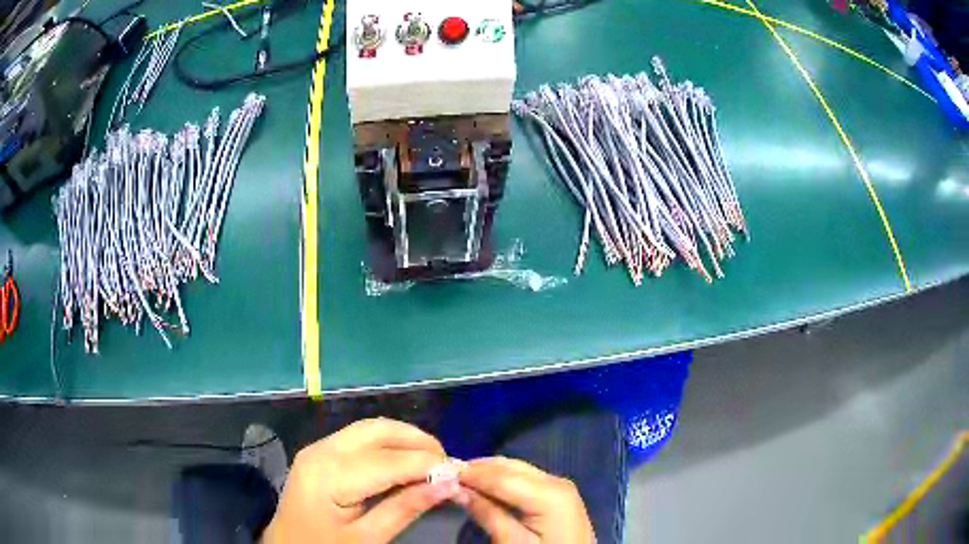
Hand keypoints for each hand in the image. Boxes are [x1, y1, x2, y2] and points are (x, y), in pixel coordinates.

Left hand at [261, 418, 453, 543]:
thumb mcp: (367, 539)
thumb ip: (405, 508)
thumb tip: (449, 483)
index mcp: (331, 475)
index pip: (391, 460)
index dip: (430, 464)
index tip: (462, 473)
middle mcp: (322, 450)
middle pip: (378, 430)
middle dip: (418, 441)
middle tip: (447, 465)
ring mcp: (318, 448)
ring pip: (370, 428)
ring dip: (404, 439)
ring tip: (431, 463)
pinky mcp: (320, 453)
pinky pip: (360, 438)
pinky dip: (387, 444)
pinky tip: (403, 462)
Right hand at [458, 457, 594, 543]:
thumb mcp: (513, 543)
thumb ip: (487, 514)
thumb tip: (458, 489)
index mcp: (549, 494)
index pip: (500, 476)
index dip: (469, 473)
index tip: (439, 470)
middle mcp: (556, 481)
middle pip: (509, 467)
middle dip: (477, 468)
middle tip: (445, 473)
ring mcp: (560, 485)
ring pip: (517, 469)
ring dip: (488, 472)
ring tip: (460, 477)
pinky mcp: (558, 493)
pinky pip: (525, 478)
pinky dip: (502, 479)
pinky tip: (485, 486)